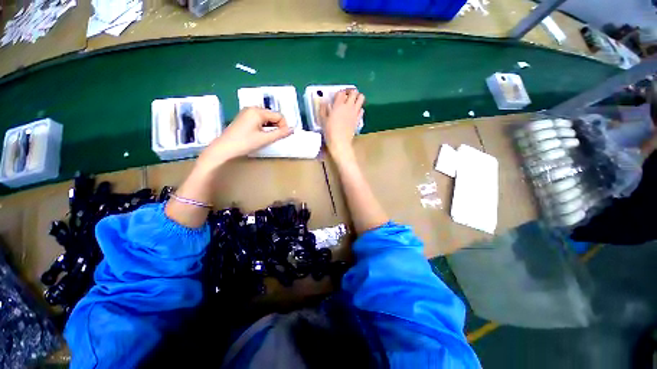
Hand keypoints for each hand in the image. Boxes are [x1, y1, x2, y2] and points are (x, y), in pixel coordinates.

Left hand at [198, 107, 292, 167]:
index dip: (284, 126)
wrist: (224, 148)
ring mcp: (246, 113)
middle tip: (275, 138)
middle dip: (277, 126)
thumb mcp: (265, 139)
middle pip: (272, 115)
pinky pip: (259, 120)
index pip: (278, 115)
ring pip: (266, 118)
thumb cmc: (245, 143)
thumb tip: (292, 130)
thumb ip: (280, 133)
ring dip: (270, 127)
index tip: (283, 136)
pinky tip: (260, 135)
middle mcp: (252, 108)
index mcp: (258, 111)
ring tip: (268, 138)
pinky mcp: (243, 118)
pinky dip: (263, 127)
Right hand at [320, 89, 364, 157]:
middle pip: (353, 92)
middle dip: (350, 92)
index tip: (336, 97)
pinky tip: (354, 113)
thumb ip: (323, 109)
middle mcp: (348, 106)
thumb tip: (323, 102)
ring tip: (352, 102)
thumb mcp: (323, 120)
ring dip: (357, 97)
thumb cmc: (330, 132)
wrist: (340, 142)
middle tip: (346, 97)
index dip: (339, 93)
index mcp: (338, 105)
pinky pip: (362, 109)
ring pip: (361, 98)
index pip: (341, 92)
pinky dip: (359, 108)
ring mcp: (355, 112)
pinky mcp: (358, 119)